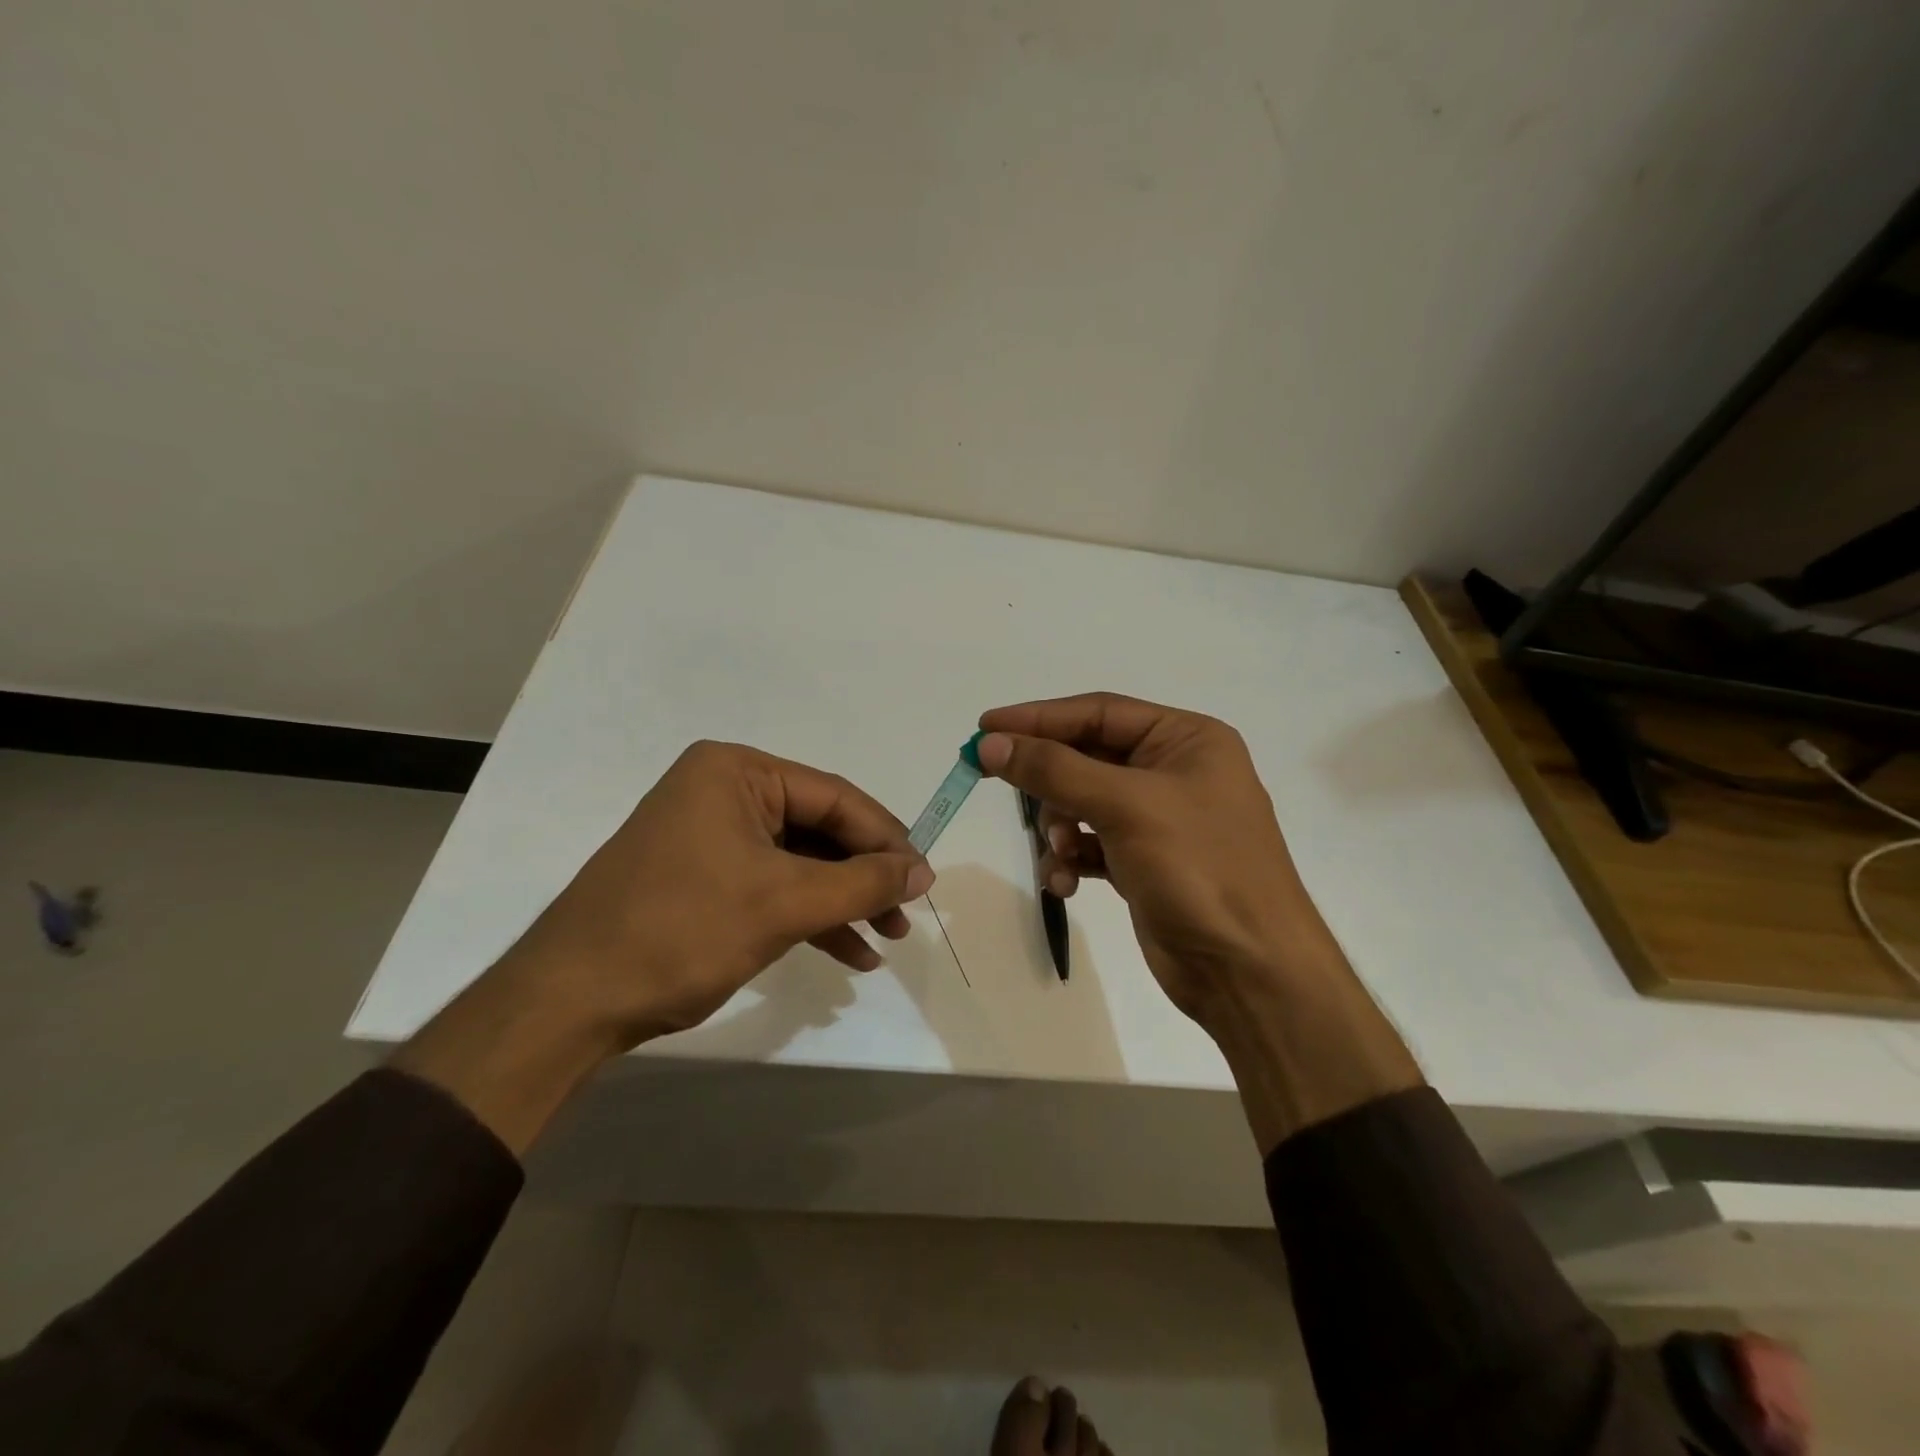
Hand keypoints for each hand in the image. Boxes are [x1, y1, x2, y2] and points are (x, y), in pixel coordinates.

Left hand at [501, 740, 934, 1047]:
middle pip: (819, 829)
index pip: (834, 798)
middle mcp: (723, 792)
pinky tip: (847, 954)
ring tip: (885, 939)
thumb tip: (924, 870)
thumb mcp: (784, 903)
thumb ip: (862, 882)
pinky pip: (771, 886)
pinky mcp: (702, 877)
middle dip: (864, 877)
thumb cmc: (681, 931)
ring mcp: (710, 836)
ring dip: (842, 902)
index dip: (886, 839)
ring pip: (799, 863)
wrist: (569, 1003)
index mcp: (736, 772)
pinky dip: (809, 917)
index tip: (924, 881)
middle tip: (904, 916)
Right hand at [975, 693, 1324, 1026]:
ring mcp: (1159, 819)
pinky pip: (1091, 844)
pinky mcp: (1145, 861)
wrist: (1248, 970)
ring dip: (1058, 825)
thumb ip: (1055, 769)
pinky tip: (1064, 883)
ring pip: (1083, 802)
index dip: (1038, 718)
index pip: (1098, 712)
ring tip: (1056, 852)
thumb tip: (991, 743)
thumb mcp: (1126, 807)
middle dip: (1048, 778)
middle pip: (1088, 756)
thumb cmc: (1199, 869)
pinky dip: (1071, 858)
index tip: (985, 727)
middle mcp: (1174, 771)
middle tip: (993, 779)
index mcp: (1186, 739)